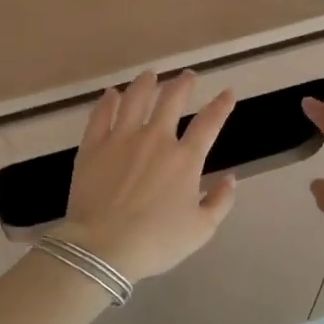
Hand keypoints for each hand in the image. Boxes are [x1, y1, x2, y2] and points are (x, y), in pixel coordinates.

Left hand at [53, 70, 238, 281]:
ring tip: (151, 75)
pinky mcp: (93, 146)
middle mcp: (155, 139)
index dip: (221, 105)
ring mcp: (121, 139)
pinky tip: (112, 94)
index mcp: (185, 159)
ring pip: (136, 99)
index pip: (209, 123)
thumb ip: (220, 201)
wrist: (104, 247)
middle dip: (183, 84)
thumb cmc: (157, 242)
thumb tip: (231, 179)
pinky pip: (101, 115)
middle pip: (171, 100)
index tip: (228, 93)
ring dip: (146, 83)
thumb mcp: (201, 229)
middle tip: (187, 76)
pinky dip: (109, 101)